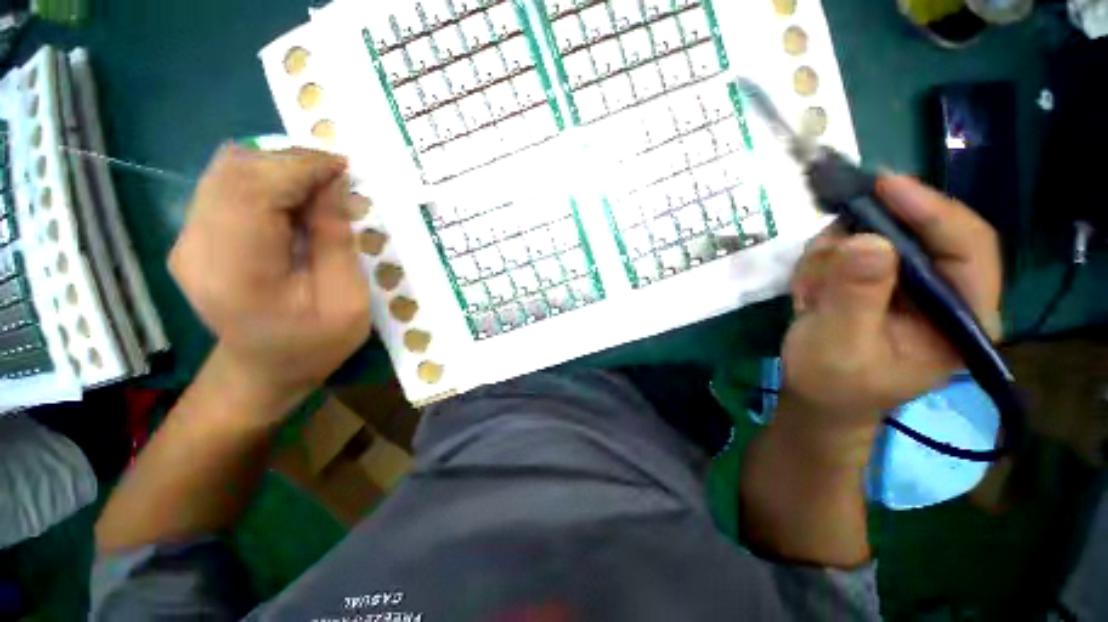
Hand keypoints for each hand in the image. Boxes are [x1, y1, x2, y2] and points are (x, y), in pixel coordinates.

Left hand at [169, 144, 371, 411]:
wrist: (264, 370)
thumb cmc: (314, 344)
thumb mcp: (347, 300)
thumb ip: (336, 240)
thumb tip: (332, 183)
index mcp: (236, 270)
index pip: (253, 189)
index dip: (300, 166)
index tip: (343, 167)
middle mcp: (196, 245)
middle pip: (233, 171)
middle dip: (291, 162)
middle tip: (336, 179)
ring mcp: (188, 238)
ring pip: (227, 171)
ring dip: (278, 168)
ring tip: (319, 189)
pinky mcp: (194, 234)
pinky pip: (227, 186)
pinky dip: (265, 180)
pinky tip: (295, 201)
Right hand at [782, 175, 1001, 430]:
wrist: (816, 397)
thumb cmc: (832, 383)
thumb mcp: (839, 344)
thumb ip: (855, 296)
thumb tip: (866, 239)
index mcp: (960, 318)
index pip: (969, 247)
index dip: (931, 210)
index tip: (883, 185)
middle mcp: (945, 294)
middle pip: (916, 234)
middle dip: (859, 244)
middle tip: (819, 269)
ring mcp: (910, 286)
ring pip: (874, 238)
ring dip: (831, 260)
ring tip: (811, 298)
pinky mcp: (881, 282)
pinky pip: (850, 249)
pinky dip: (822, 266)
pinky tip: (811, 296)